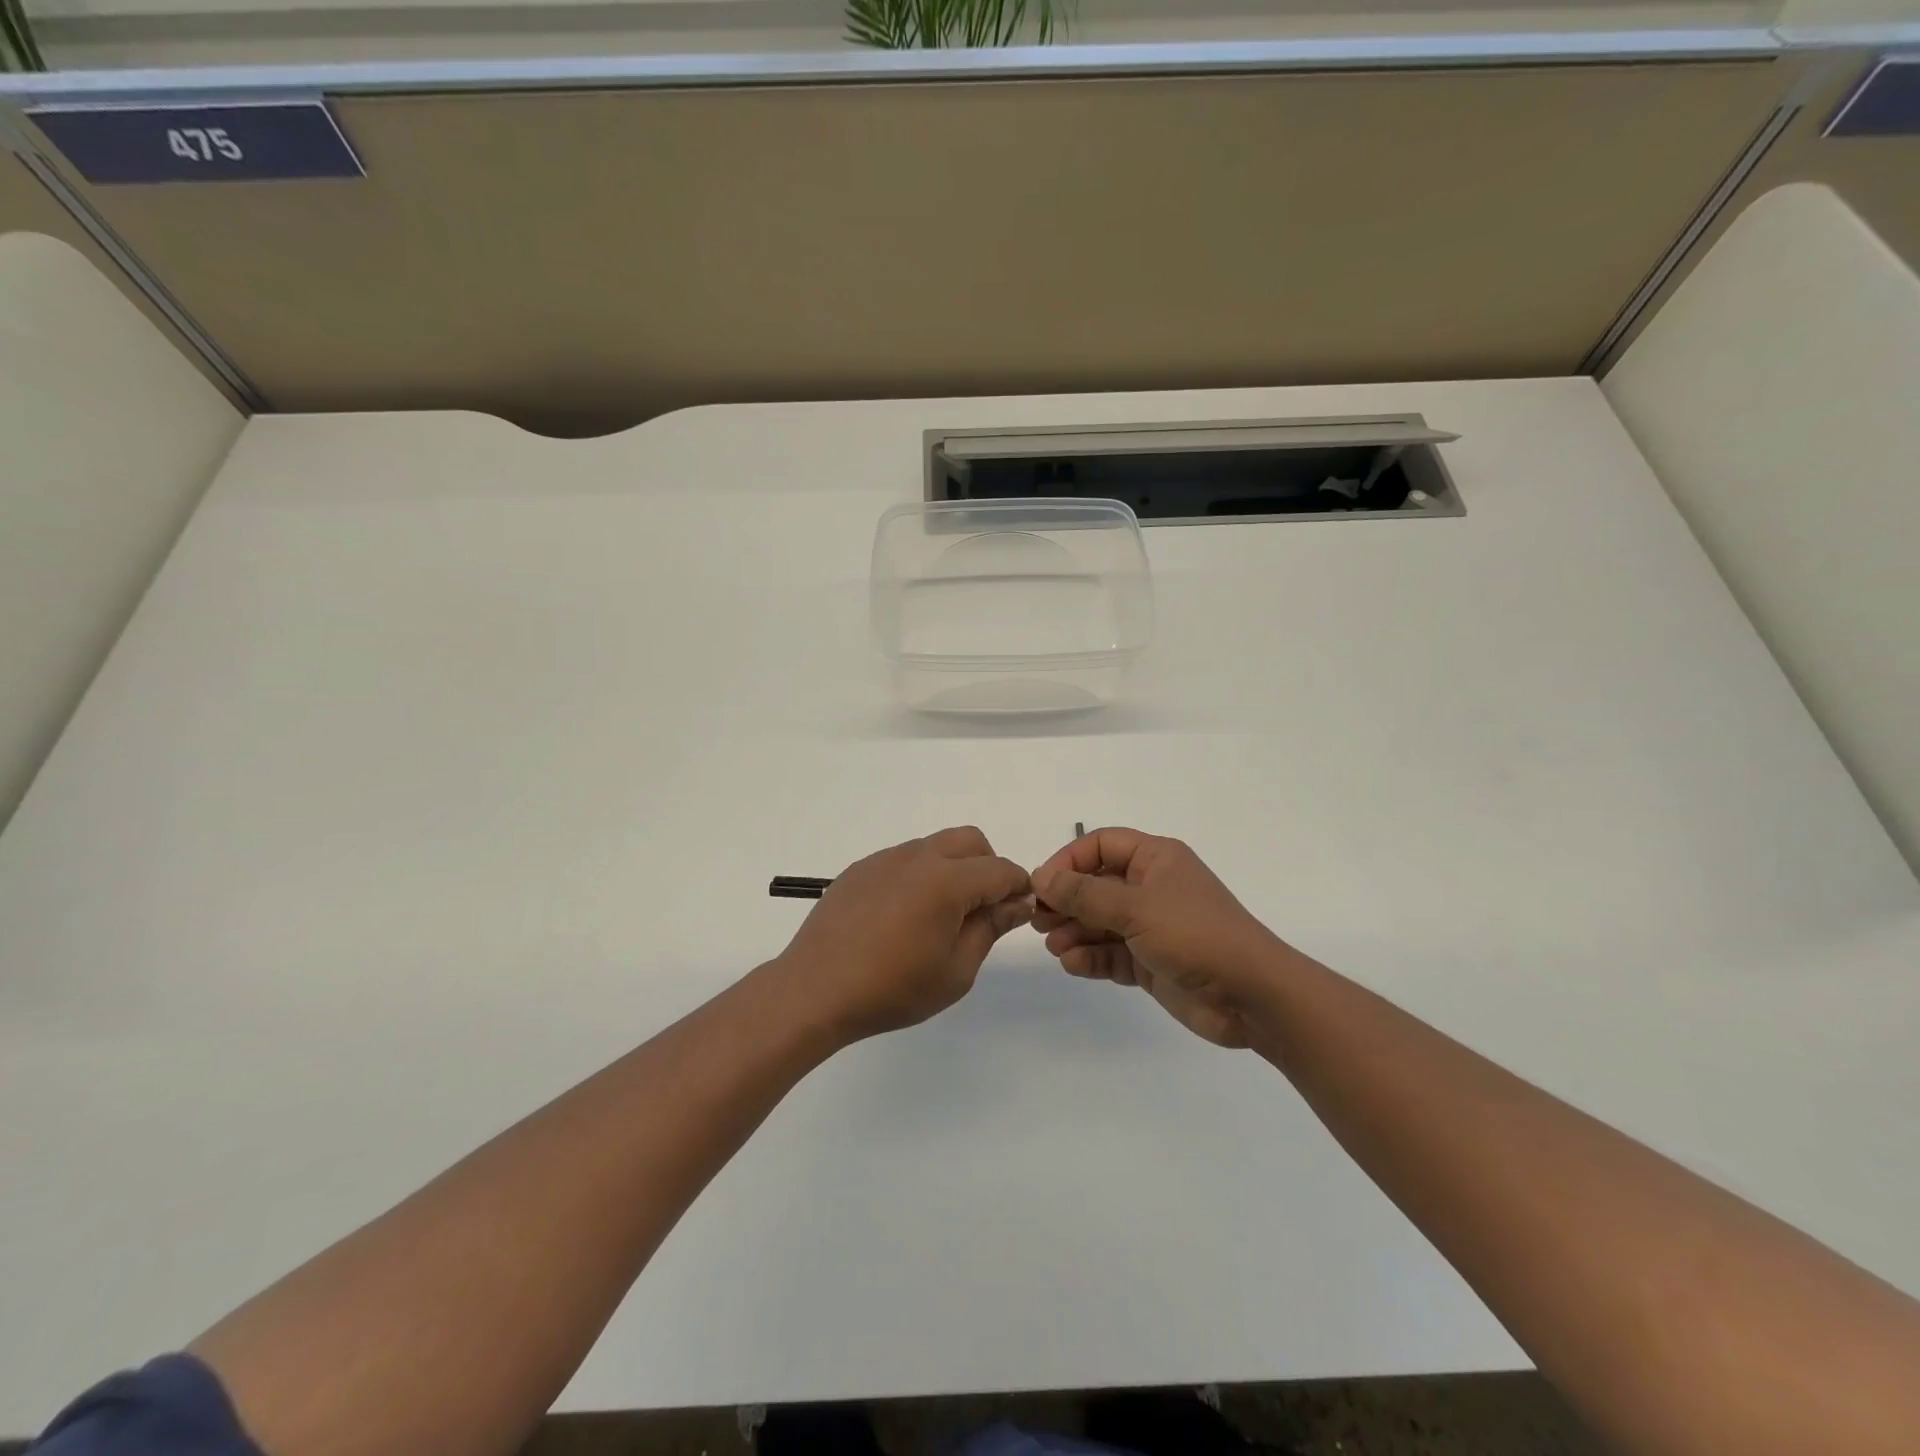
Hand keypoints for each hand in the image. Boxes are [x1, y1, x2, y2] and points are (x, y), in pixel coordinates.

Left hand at [775, 827, 1033, 1043]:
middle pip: (971, 841)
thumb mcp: (956, 970)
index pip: (1001, 869)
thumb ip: (990, 928)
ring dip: (953, 868)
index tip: (1018, 914)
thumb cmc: (892, 988)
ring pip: (936, 846)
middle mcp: (918, 857)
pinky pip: (903, 859)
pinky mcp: (861, 868)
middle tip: (981, 910)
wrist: (815, 990)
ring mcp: (885, 859)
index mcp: (947, 880)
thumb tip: (1018, 902)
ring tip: (939, 916)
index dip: (1019, 889)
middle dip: (988, 867)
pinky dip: (919, 875)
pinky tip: (902, 916)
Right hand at [1031, 829, 1280, 1048]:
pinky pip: (1112, 953)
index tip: (1042, 885)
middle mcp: (1151, 887)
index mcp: (1155, 859)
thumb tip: (1041, 877)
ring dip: (1074, 931)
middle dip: (1066, 901)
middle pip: (1096, 885)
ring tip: (1054, 946)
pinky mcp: (1151, 961)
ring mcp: (1151, 926)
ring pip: (1100, 922)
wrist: (1252, 996)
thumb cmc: (1195, 935)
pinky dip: (1091, 957)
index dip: (1068, 861)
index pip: (1100, 845)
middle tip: (1037, 921)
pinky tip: (1073, 964)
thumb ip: (1085, 894)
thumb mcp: (1136, 908)